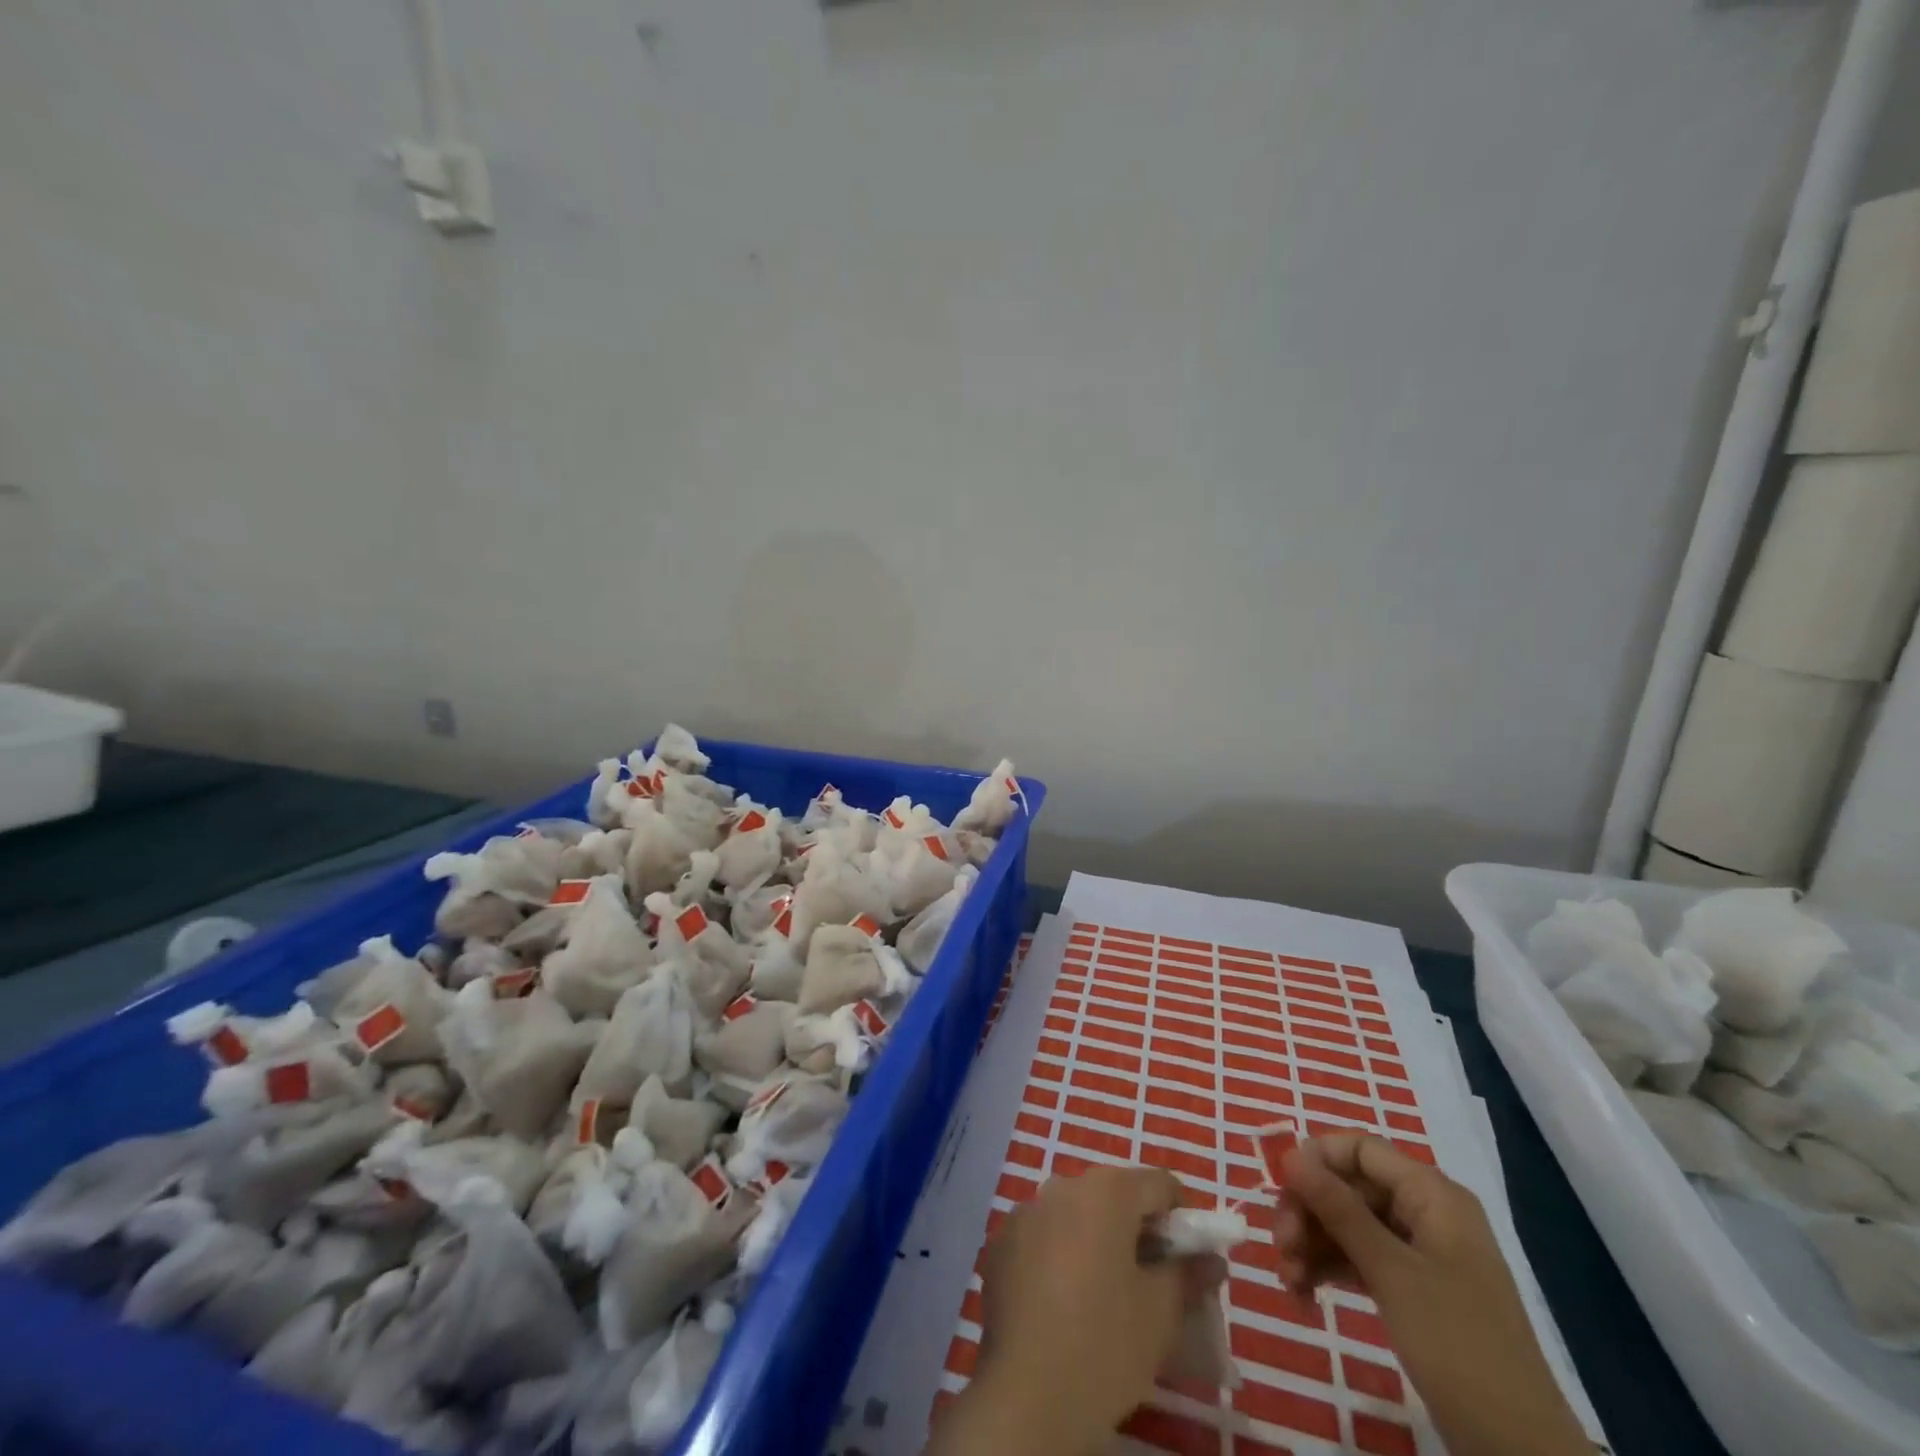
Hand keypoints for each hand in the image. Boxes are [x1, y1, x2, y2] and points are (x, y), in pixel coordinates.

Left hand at [928, 1166, 1221, 1455]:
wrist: (1028, 1394)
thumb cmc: (1106, 1344)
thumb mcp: (1161, 1312)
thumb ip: (1187, 1274)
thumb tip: (1211, 1260)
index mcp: (1106, 1191)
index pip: (1158, 1183)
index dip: (1182, 1214)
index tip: (1189, 1255)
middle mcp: (1062, 1185)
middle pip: (1113, 1194)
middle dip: (1137, 1227)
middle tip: (1152, 1278)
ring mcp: (1026, 1211)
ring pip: (1075, 1213)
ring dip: (1096, 1238)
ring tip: (1105, 1291)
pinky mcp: (1001, 1241)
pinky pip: (1043, 1235)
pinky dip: (1059, 1253)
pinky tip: (1064, 1301)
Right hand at [1273, 1134, 1589, 1455]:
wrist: (1519, 1451)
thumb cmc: (1457, 1345)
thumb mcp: (1391, 1272)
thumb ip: (1339, 1209)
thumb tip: (1291, 1155)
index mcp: (1431, 1194)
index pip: (1360, 1148)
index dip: (1317, 1159)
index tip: (1281, 1189)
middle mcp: (1425, 1212)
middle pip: (1348, 1186)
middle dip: (1308, 1211)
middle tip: (1281, 1246)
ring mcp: (1420, 1252)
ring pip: (1348, 1224)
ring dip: (1312, 1244)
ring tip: (1289, 1282)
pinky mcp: (1413, 1289)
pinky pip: (1359, 1258)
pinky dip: (1329, 1269)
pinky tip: (1303, 1294)